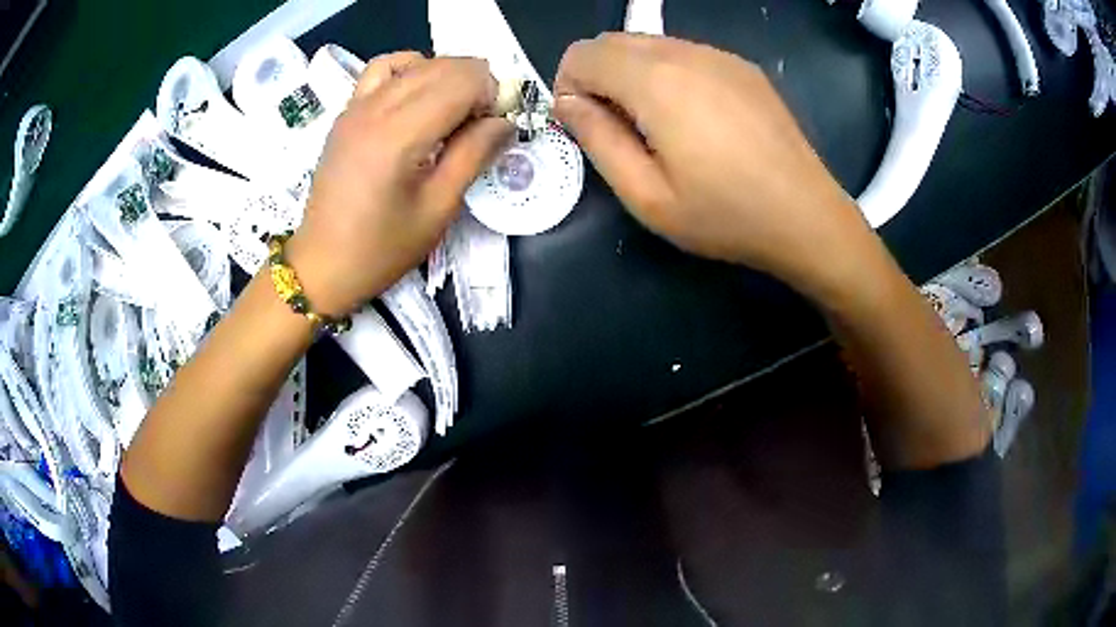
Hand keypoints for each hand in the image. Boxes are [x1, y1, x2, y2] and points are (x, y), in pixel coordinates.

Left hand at [286, 52, 511, 315]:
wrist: (322, 263)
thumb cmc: (381, 248)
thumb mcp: (438, 209)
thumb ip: (474, 155)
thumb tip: (505, 122)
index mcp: (398, 136)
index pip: (461, 82)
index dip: (491, 93)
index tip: (497, 124)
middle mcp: (375, 108)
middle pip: (442, 67)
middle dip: (474, 83)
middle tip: (482, 121)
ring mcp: (356, 106)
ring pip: (415, 63)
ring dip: (446, 76)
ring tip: (454, 108)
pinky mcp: (346, 112)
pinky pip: (383, 69)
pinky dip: (410, 70)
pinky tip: (418, 95)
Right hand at [553, 35, 871, 294]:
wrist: (807, 217)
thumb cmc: (725, 215)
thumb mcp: (646, 195)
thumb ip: (596, 140)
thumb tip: (567, 103)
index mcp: (655, 81)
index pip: (582, 54)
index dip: (568, 86)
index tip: (585, 125)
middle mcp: (685, 53)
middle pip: (613, 41)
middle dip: (597, 76)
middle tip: (617, 128)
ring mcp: (719, 55)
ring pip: (649, 44)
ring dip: (633, 74)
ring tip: (658, 127)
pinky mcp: (742, 67)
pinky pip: (685, 54)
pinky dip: (668, 74)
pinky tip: (694, 119)